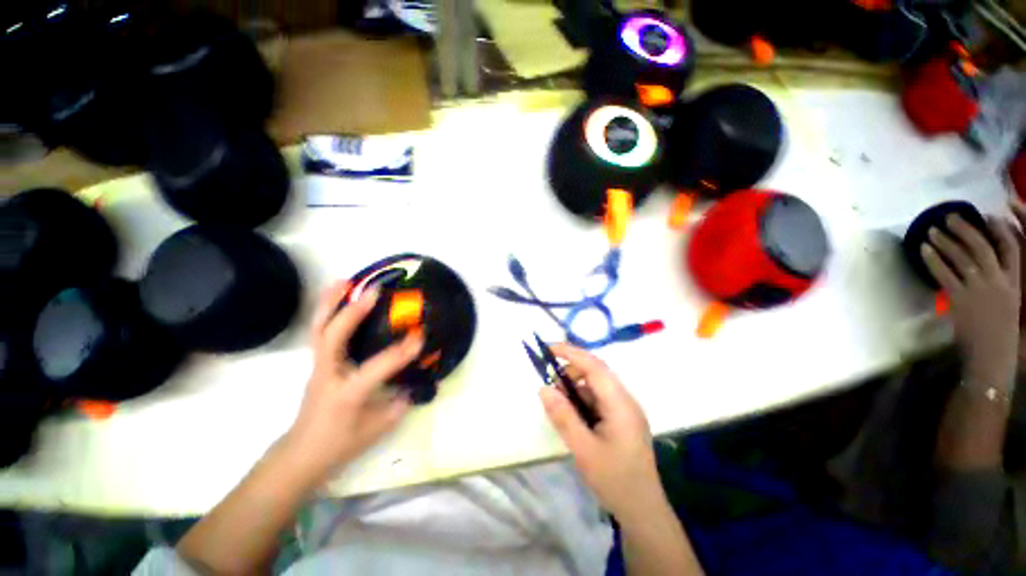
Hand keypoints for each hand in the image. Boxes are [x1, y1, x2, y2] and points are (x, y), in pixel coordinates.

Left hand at [283, 281, 422, 485]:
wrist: (302, 454)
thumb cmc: (341, 444)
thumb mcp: (379, 428)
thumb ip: (402, 400)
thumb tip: (419, 378)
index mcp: (346, 394)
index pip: (377, 368)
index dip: (401, 352)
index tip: (420, 335)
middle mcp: (327, 375)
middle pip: (331, 337)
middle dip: (353, 311)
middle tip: (373, 291)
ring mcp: (318, 367)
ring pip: (319, 328)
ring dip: (331, 302)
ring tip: (345, 281)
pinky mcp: (317, 362)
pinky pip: (320, 331)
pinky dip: (327, 310)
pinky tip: (337, 297)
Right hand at [539, 343, 660, 518]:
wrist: (643, 511)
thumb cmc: (615, 481)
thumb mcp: (584, 449)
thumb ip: (563, 416)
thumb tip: (543, 388)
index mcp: (620, 403)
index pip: (594, 366)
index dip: (571, 353)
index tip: (548, 348)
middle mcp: (625, 399)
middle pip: (596, 372)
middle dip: (570, 372)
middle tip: (550, 386)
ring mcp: (624, 408)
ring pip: (595, 385)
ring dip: (575, 387)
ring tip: (559, 405)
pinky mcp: (621, 417)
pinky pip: (598, 398)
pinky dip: (582, 400)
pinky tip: (573, 416)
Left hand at [921, 207, 1023, 389]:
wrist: (993, 357)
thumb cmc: (1001, 333)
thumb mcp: (1009, 303)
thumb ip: (1000, 283)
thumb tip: (981, 265)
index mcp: (1015, 282)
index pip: (1012, 248)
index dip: (1000, 230)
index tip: (988, 215)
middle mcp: (999, 281)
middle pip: (982, 246)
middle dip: (965, 228)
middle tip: (949, 216)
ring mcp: (979, 289)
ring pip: (962, 256)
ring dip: (945, 241)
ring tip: (931, 229)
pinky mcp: (961, 299)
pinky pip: (944, 273)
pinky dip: (933, 259)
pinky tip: (923, 249)